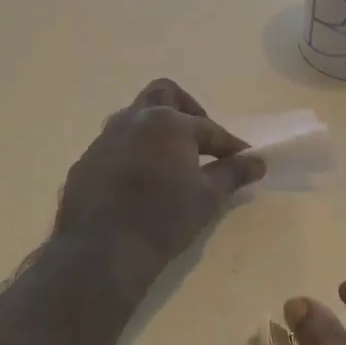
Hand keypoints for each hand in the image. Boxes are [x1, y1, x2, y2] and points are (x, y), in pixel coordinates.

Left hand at [54, 79, 263, 284]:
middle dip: (187, 110)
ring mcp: (106, 138)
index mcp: (168, 123)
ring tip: (170, 159)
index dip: (230, 144)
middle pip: (164, 94)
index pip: (209, 128)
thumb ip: (233, 174)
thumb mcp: (207, 198)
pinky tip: (140, 180)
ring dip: (156, 129)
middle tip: (200, 139)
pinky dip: (134, 152)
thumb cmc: (163, 219)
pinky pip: (116, 144)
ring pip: (135, 117)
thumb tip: (258, 162)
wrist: (101, 250)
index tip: (245, 159)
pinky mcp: (87, 160)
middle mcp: (135, 120)